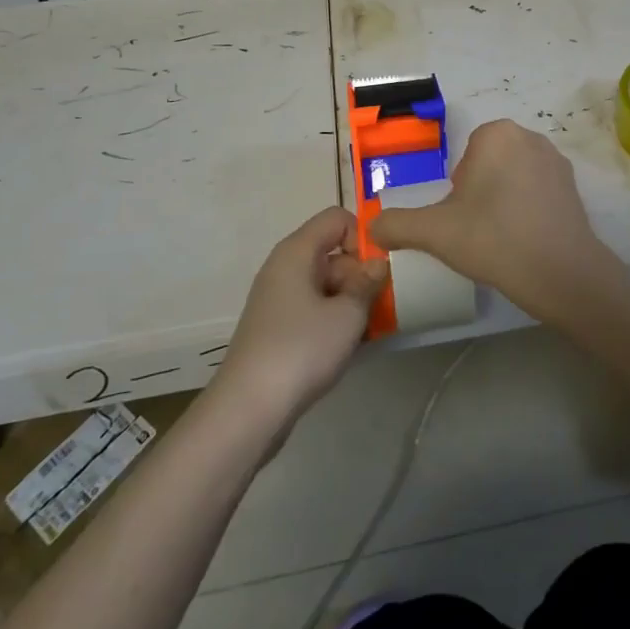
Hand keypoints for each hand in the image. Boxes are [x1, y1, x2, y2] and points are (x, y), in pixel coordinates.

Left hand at [215, 206, 386, 425]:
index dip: (362, 237)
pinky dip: (334, 320)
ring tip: (370, 330)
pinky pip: (313, 308)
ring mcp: (278, 298)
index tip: (378, 271)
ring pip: (326, 284)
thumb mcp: (347, 315)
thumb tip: (377, 263)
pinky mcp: (277, 327)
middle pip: (332, 251)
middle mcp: (284, 267)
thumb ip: (368, 283)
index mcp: (296, 252)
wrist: (248, 410)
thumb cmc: (301, 350)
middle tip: (381, 306)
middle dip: (361, 274)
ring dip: (351, 301)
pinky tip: (349, 346)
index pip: (337, 218)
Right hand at [373, 120, 623, 322]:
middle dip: (480, 194)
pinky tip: (526, 240)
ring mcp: (556, 160)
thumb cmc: (493, 239)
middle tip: (479, 230)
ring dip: (504, 201)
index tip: (463, 219)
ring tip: (502, 238)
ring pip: (513, 178)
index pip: (464, 159)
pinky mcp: (574, 186)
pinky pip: (538, 192)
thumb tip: (372, 229)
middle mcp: (529, 136)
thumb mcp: (434, 232)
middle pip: (489, 165)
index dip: (458, 191)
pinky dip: (529, 210)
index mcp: (496, 134)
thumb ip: (397, 225)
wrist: (560, 273)